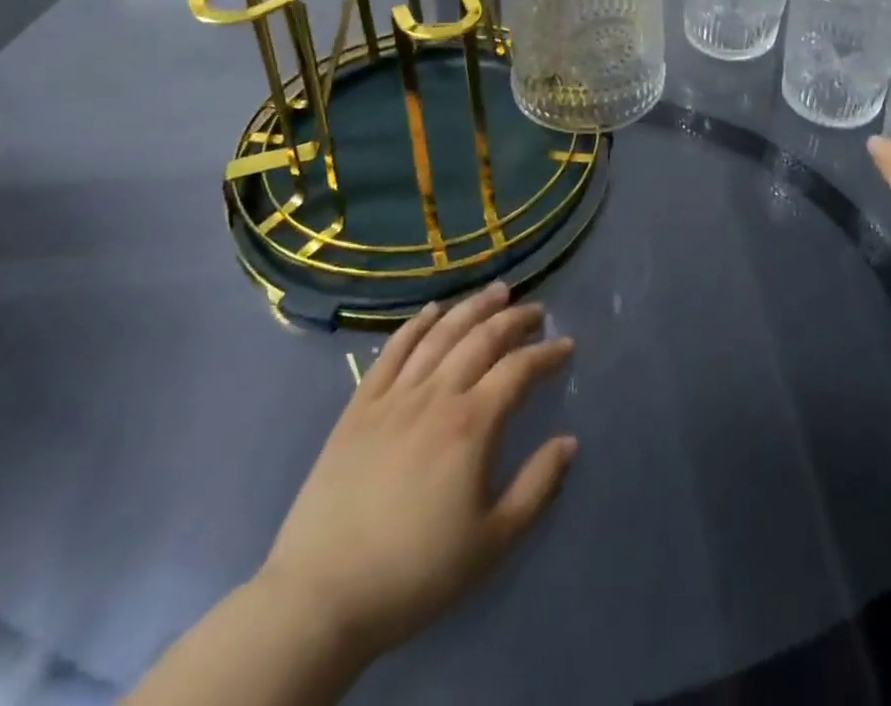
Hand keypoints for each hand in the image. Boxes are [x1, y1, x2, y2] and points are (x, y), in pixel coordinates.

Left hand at [256, 283, 575, 659]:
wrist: (321, 597)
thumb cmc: (415, 573)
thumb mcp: (492, 542)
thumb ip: (537, 486)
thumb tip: (569, 442)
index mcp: (472, 424)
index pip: (518, 370)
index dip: (546, 354)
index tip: (566, 346)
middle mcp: (436, 395)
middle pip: (482, 339)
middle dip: (514, 319)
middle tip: (536, 310)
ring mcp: (394, 397)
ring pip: (440, 334)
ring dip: (472, 308)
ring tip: (496, 291)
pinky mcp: (359, 407)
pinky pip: (392, 352)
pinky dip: (416, 325)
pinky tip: (432, 310)